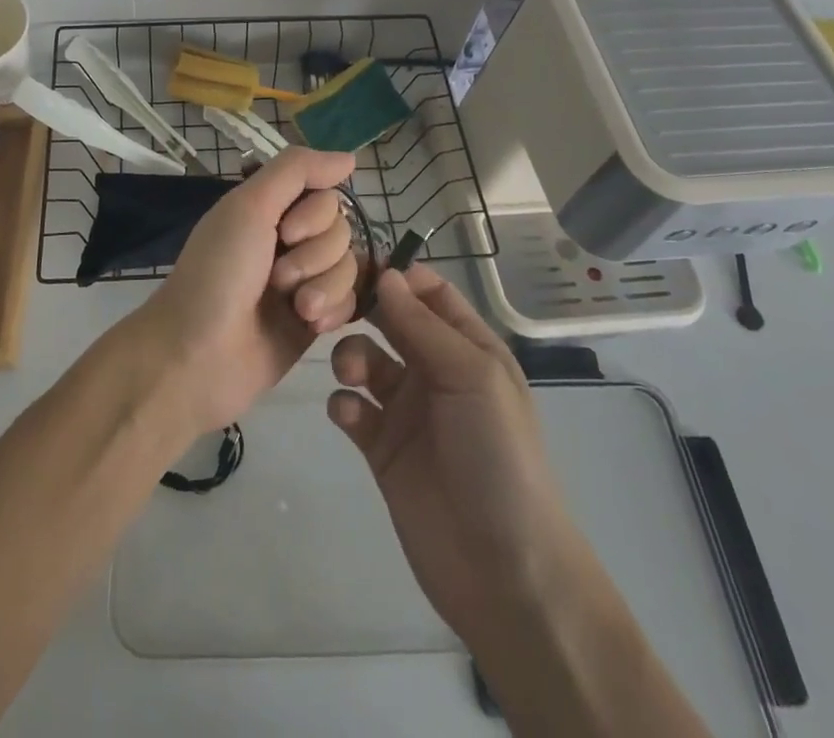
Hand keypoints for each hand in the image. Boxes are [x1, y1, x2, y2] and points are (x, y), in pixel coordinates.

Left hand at [135, 147, 360, 434]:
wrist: (198, 356)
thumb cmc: (218, 274)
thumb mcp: (249, 207)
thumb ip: (298, 171)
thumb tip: (350, 157)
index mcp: (269, 208)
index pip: (326, 193)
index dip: (315, 214)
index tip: (284, 232)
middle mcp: (288, 238)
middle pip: (341, 229)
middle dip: (315, 255)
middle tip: (277, 277)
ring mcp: (303, 280)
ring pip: (350, 265)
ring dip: (324, 285)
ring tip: (295, 307)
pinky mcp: (314, 318)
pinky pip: (350, 301)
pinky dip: (333, 310)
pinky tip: (309, 324)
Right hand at [327, 265, 584, 654]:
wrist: (503, 569)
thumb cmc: (498, 456)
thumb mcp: (472, 377)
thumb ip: (423, 325)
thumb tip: (386, 275)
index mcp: (469, 348)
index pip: (429, 293)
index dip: (398, 275)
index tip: (358, 264)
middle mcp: (436, 370)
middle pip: (391, 320)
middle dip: (362, 309)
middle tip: (330, 305)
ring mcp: (407, 410)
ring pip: (366, 358)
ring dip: (351, 355)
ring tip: (351, 374)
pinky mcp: (382, 448)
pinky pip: (353, 408)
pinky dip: (344, 403)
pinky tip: (350, 415)